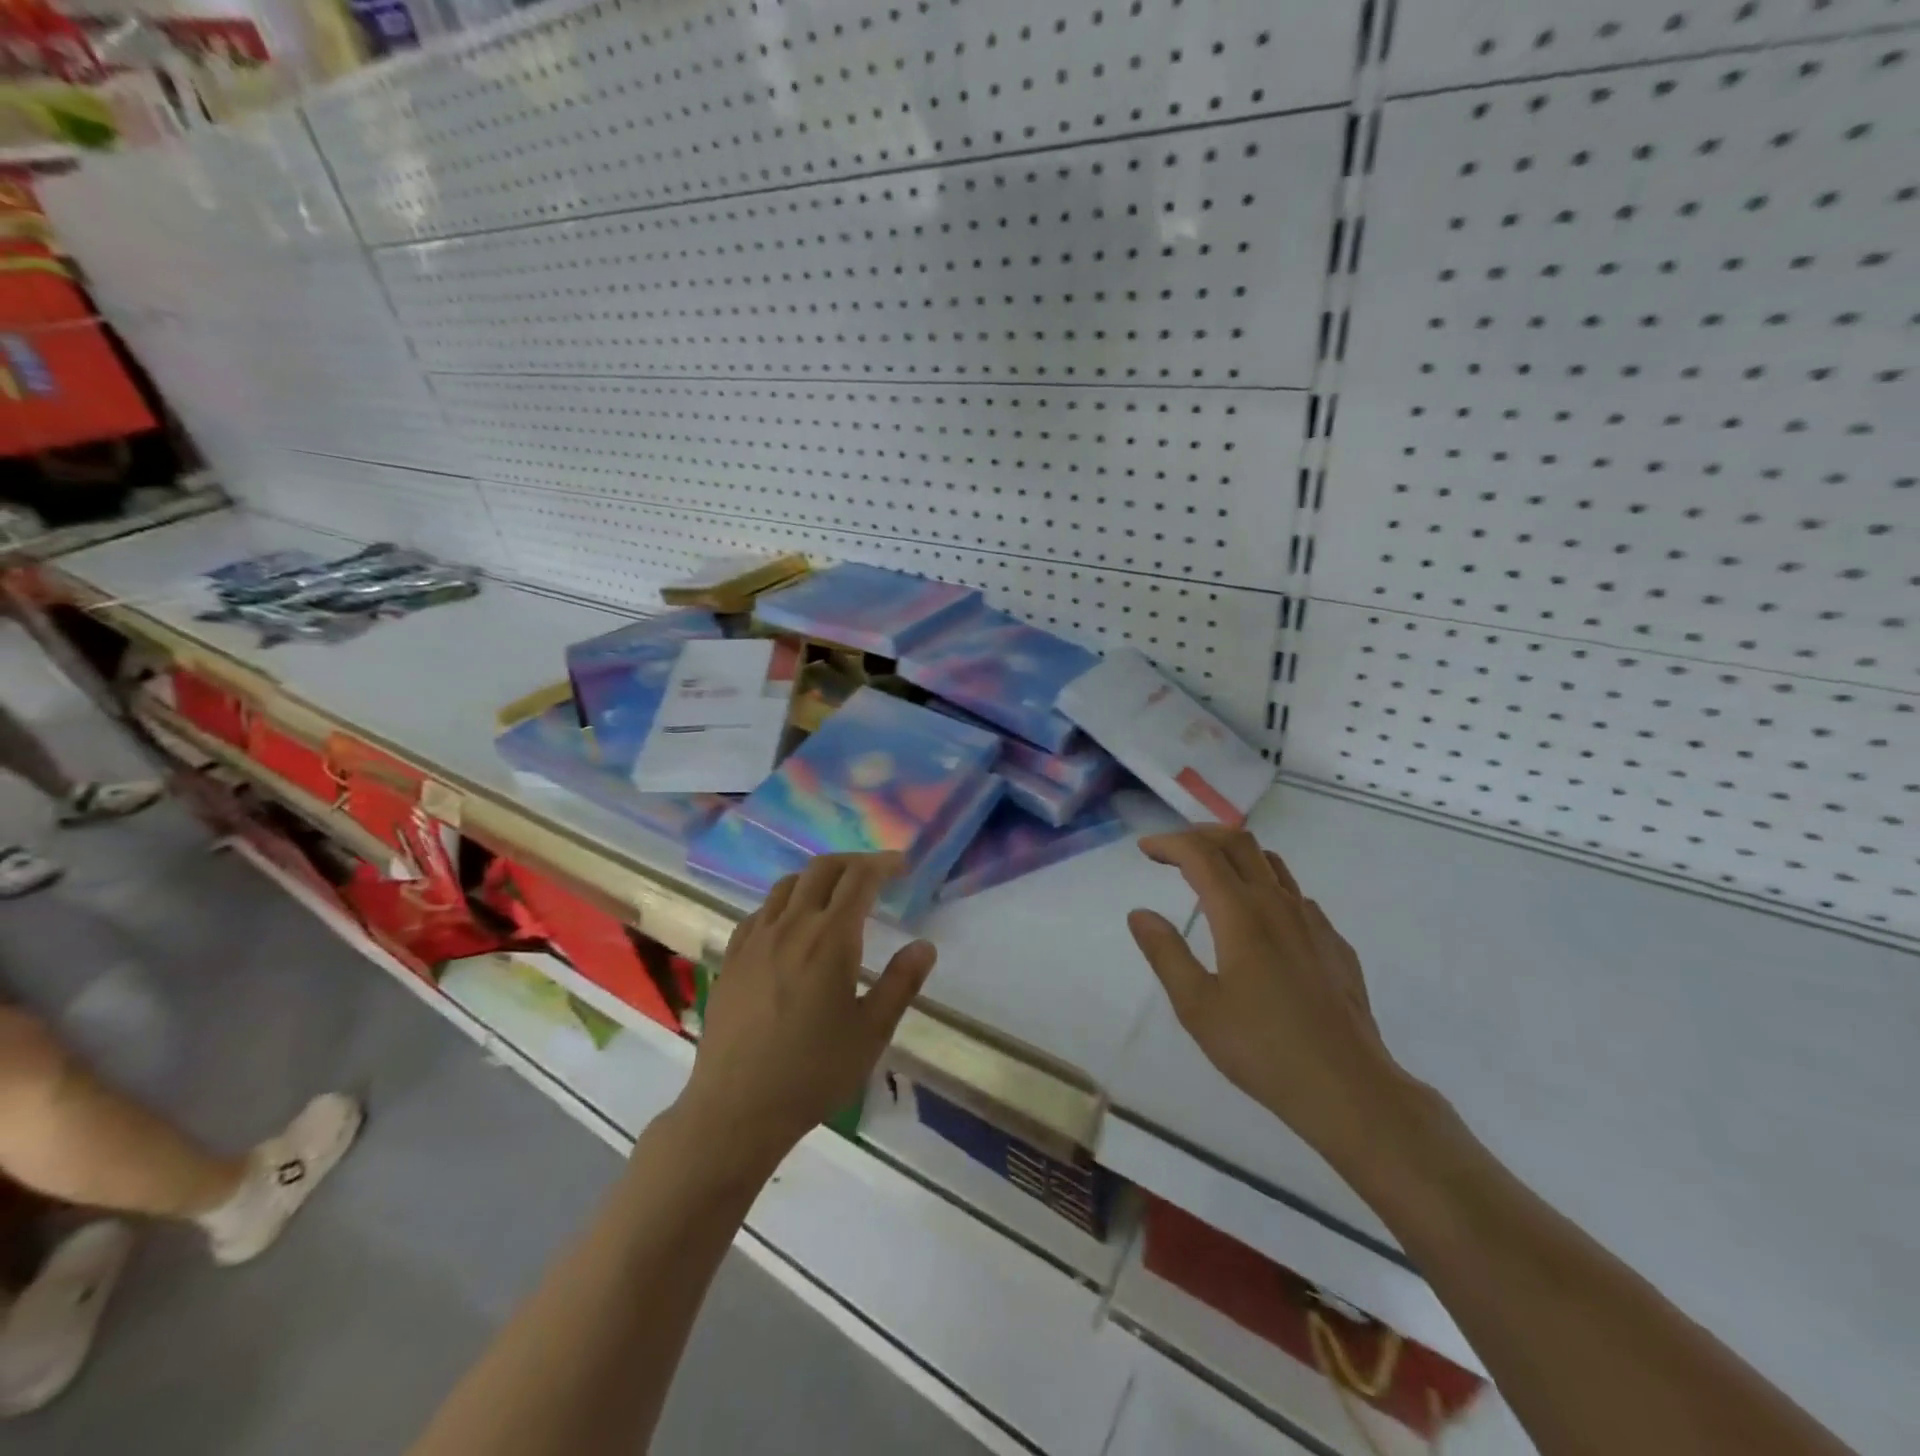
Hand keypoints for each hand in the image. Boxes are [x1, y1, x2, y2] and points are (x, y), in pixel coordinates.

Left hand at [679, 853, 936, 1170]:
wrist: (737, 1109)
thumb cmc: (814, 1072)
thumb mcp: (872, 1032)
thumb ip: (901, 982)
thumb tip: (925, 945)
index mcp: (830, 938)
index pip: (859, 879)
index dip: (883, 864)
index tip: (901, 865)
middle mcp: (791, 926)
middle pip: (822, 869)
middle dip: (852, 862)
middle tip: (874, 874)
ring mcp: (755, 940)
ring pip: (786, 885)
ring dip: (816, 878)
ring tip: (834, 895)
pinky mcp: (731, 958)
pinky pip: (760, 912)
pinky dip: (784, 903)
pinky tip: (790, 926)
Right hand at [1126, 827, 1408, 1161]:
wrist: (1349, 1089)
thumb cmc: (1263, 1049)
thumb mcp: (1197, 1007)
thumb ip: (1166, 953)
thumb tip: (1140, 913)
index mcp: (1241, 915)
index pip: (1201, 855)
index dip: (1170, 843)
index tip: (1146, 849)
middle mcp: (1278, 905)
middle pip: (1239, 843)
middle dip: (1201, 835)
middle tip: (1174, 850)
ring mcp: (1313, 922)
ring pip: (1272, 864)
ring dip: (1235, 855)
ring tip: (1211, 873)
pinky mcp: (1334, 944)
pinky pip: (1295, 896)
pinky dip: (1266, 887)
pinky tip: (1258, 920)